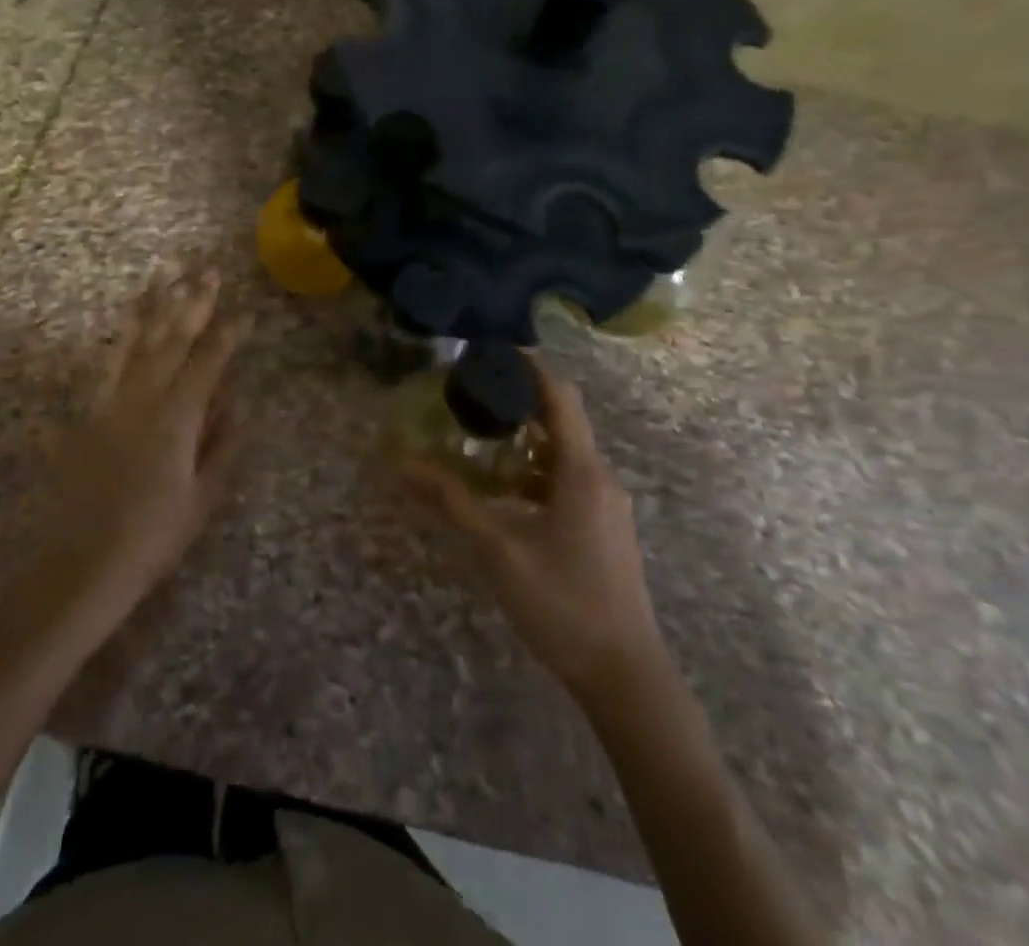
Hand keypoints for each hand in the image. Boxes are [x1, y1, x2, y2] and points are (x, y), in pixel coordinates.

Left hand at [37, 271, 248, 611]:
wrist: (80, 564)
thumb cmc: (152, 538)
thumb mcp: (202, 498)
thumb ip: (222, 447)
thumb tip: (238, 405)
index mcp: (178, 419)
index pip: (208, 364)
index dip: (228, 336)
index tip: (244, 312)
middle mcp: (144, 399)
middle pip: (172, 340)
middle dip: (194, 303)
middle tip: (209, 271)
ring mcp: (112, 401)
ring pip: (137, 341)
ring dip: (155, 305)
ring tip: (167, 273)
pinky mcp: (89, 411)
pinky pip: (109, 361)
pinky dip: (123, 334)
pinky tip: (129, 317)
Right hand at [405, 362, 660, 697]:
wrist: (626, 675)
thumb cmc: (562, 603)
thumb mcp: (498, 549)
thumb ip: (452, 502)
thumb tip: (402, 466)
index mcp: (582, 471)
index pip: (560, 396)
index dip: (529, 368)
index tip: (491, 354)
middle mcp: (600, 478)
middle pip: (561, 420)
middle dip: (518, 403)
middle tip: (472, 397)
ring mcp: (606, 505)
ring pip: (564, 454)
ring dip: (524, 442)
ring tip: (478, 441)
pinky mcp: (604, 528)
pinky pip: (568, 481)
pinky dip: (535, 472)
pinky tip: (503, 493)